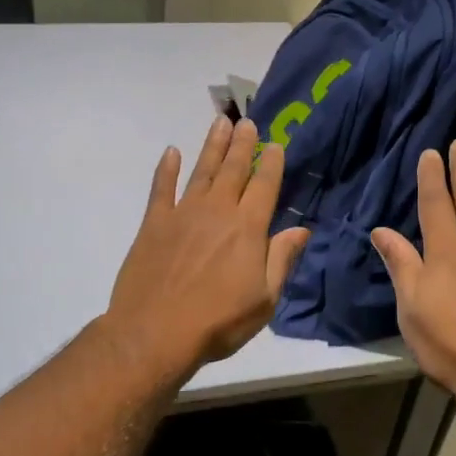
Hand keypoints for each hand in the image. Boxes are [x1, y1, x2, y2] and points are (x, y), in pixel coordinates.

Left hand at [105, 116, 311, 377]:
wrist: (154, 333)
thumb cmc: (218, 322)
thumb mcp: (264, 300)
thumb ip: (281, 260)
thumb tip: (301, 229)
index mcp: (248, 228)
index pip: (265, 186)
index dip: (272, 163)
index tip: (276, 144)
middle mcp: (217, 211)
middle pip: (234, 169)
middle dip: (243, 144)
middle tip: (247, 121)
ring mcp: (183, 214)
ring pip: (202, 171)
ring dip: (213, 146)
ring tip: (221, 123)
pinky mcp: (154, 223)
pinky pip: (161, 188)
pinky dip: (166, 169)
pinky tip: (170, 152)